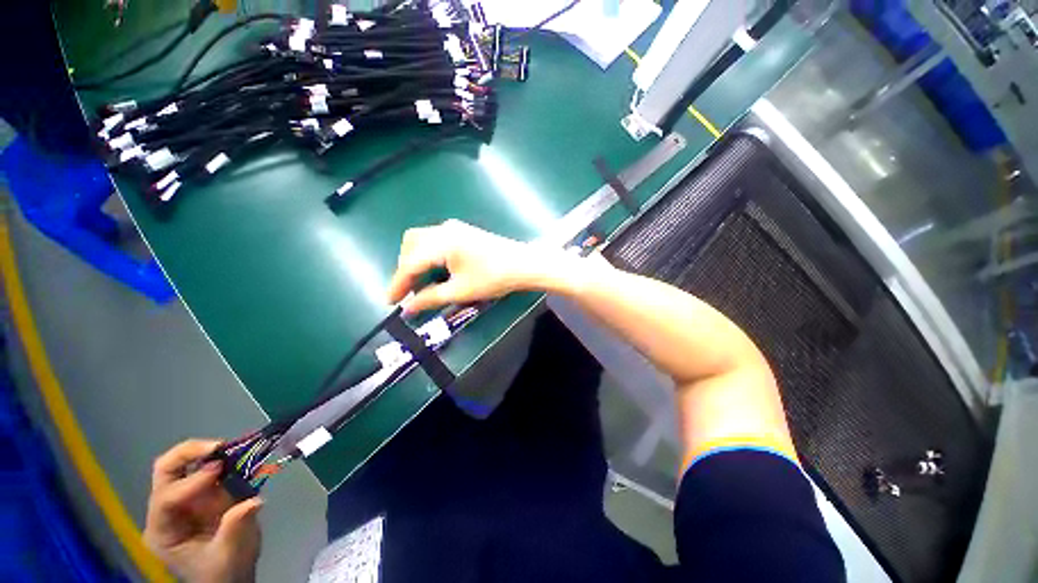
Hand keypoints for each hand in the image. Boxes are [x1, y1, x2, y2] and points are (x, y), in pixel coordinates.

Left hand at [144, 440, 262, 582]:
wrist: (231, 577)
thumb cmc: (224, 571)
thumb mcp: (229, 555)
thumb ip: (235, 527)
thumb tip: (253, 501)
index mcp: (163, 531)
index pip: (165, 498)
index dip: (191, 482)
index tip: (219, 470)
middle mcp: (166, 511)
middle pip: (165, 471)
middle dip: (188, 453)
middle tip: (218, 446)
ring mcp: (183, 500)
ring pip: (181, 464)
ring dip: (205, 453)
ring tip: (231, 449)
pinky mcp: (203, 493)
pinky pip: (205, 468)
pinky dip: (220, 458)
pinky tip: (237, 457)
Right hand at [387, 220, 574, 313]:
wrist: (524, 264)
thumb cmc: (493, 278)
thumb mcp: (460, 291)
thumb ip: (431, 298)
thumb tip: (408, 307)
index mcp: (441, 243)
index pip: (409, 264)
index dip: (397, 284)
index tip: (390, 302)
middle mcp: (443, 230)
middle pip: (410, 245)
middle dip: (405, 268)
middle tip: (409, 291)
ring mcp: (454, 228)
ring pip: (422, 240)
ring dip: (416, 260)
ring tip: (422, 282)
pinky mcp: (463, 231)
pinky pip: (435, 239)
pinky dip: (428, 254)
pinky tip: (436, 269)